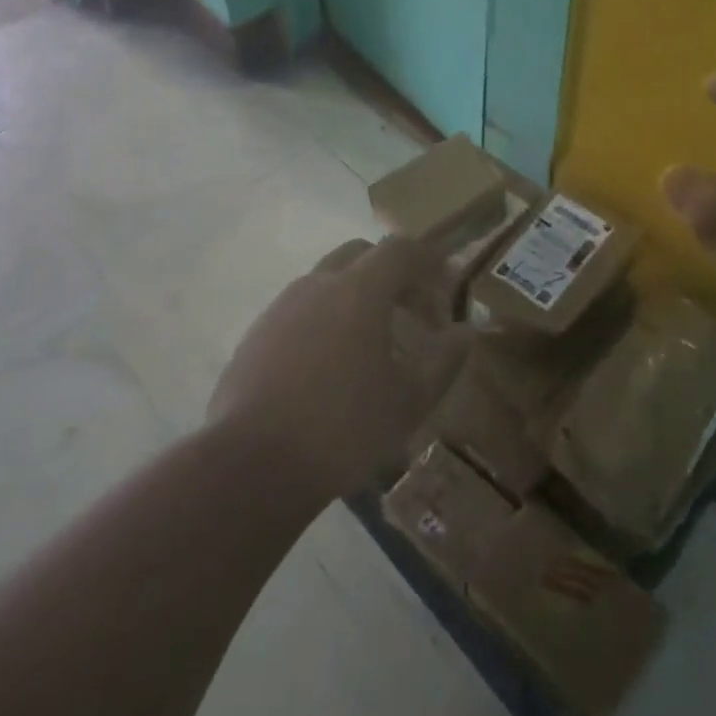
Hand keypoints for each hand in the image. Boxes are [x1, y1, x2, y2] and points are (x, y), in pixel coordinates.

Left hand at [207, 237, 473, 501]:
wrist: (250, 466)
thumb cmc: (344, 428)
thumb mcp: (410, 400)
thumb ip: (445, 360)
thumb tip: (465, 332)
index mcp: (358, 290)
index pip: (400, 249)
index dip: (429, 262)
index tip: (446, 289)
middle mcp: (317, 285)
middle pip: (361, 255)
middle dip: (392, 274)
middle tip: (412, 314)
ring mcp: (280, 308)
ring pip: (328, 282)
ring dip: (357, 298)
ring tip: (373, 346)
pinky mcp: (255, 336)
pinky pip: (301, 311)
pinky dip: (326, 321)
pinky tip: (331, 369)